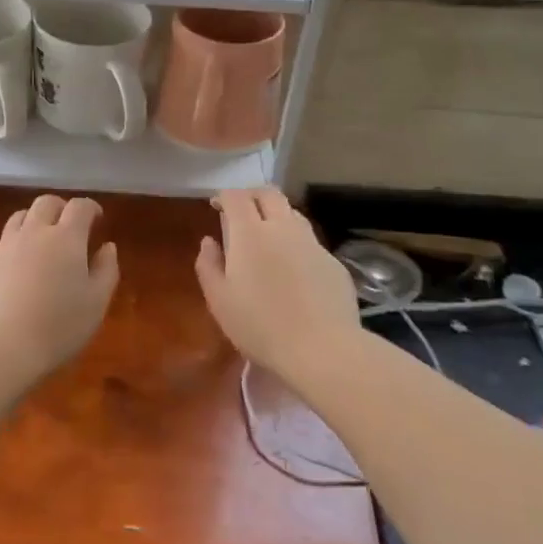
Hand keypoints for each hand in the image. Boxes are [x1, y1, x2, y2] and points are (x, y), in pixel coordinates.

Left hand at [0, 195, 119, 381]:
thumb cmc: (58, 326)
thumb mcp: (96, 303)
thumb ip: (106, 270)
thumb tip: (107, 247)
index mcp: (65, 239)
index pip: (79, 207)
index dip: (90, 207)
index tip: (97, 218)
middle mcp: (31, 234)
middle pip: (45, 203)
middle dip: (60, 208)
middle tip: (69, 225)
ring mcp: (1, 249)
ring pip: (17, 220)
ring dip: (32, 223)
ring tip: (40, 243)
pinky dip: (11, 252)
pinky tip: (14, 275)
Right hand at [196, 187, 358, 375]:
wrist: (322, 349)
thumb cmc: (260, 326)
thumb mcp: (219, 300)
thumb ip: (209, 265)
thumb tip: (209, 241)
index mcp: (250, 234)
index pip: (236, 196)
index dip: (224, 197)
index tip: (216, 207)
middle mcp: (283, 228)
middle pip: (269, 194)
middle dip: (252, 196)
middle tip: (241, 213)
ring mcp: (312, 244)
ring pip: (293, 214)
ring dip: (276, 217)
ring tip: (267, 239)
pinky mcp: (333, 263)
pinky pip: (310, 242)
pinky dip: (296, 244)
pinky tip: (293, 271)